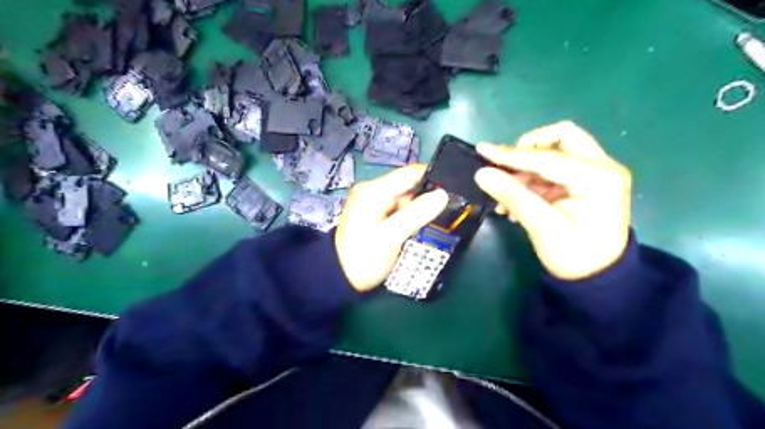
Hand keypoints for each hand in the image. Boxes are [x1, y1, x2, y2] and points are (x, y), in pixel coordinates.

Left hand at [335, 165, 449, 290]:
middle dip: (431, 196)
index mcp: (373, 191)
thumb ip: (416, 214)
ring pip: (410, 199)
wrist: (342, 279)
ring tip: (446, 218)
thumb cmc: (363, 259)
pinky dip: (416, 217)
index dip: (433, 178)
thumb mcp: (389, 237)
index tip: (456, 190)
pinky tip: (429, 225)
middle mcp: (375, 191)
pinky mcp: (381, 215)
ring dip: (425, 209)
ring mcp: (378, 203)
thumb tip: (443, 194)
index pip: (409, 174)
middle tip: (455, 208)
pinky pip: (404, 210)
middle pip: (411, 186)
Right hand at [473, 120, 633, 281]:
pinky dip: (533, 180)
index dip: (511, 154)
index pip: (547, 157)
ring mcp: (595, 173)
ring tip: (505, 195)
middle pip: (562, 138)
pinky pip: (554, 169)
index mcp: (597, 177)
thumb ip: (512, 195)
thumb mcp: (541, 226)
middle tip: (507, 166)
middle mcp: (602, 167)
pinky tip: (515, 200)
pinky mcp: (585, 182)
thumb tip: (481, 173)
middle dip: (529, 149)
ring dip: (527, 169)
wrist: (597, 279)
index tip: (482, 150)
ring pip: (556, 152)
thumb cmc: (573, 255)